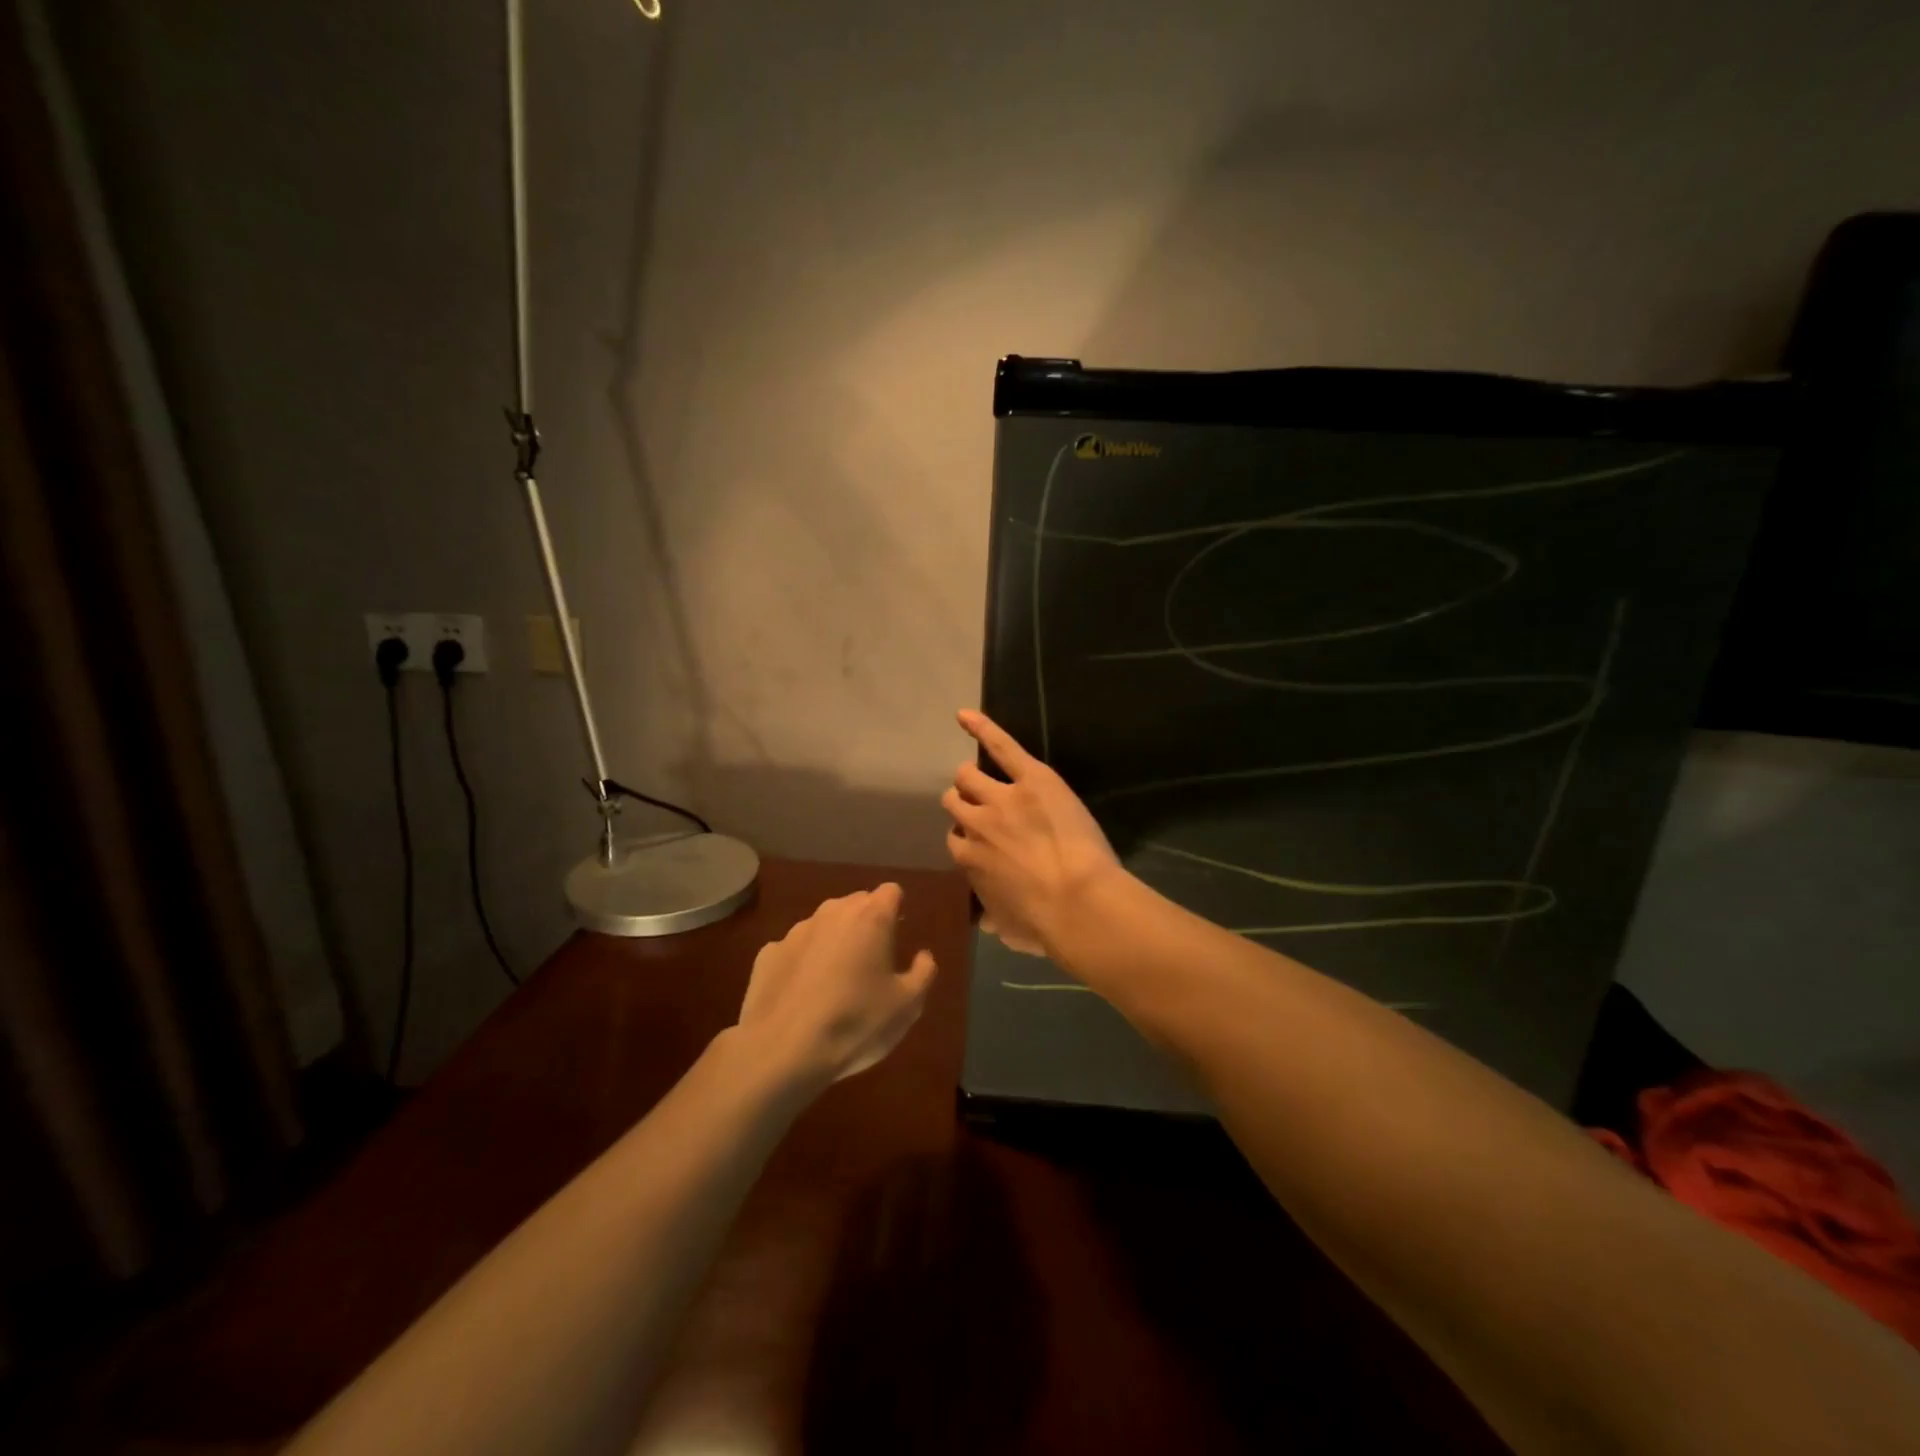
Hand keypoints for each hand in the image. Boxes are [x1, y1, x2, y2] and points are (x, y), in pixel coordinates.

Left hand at [735, 883, 937, 1087]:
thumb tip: (923, 956)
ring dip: (834, 941)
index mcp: (871, 917)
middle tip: (873, 961)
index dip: (897, 910)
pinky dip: (803, 963)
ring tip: (837, 982)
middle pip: (857, 903)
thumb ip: (923, 973)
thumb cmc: (856, 1023)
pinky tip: (804, 995)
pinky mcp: (768, 953)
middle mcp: (832, 912)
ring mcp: (796, 931)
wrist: (783, 1051)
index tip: (898, 936)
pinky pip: (795, 949)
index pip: (891, 892)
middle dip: (867, 923)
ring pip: (824, 924)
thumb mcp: (907, 1006)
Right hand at [942, 710, 1121, 958]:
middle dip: (965, 802)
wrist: (1078, 902)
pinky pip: (1000, 746)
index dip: (970, 838)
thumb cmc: (1044, 923)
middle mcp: (974, 824)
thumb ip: (993, 919)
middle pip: (954, 801)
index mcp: (967, 859)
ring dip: (972, 778)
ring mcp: (1000, 798)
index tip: (984, 844)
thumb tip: (987, 923)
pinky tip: (965, 715)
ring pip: (967, 776)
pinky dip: (982, 728)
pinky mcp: (1031, 779)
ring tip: (986, 778)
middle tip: (987, 809)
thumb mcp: (1009, 929)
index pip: (955, 838)